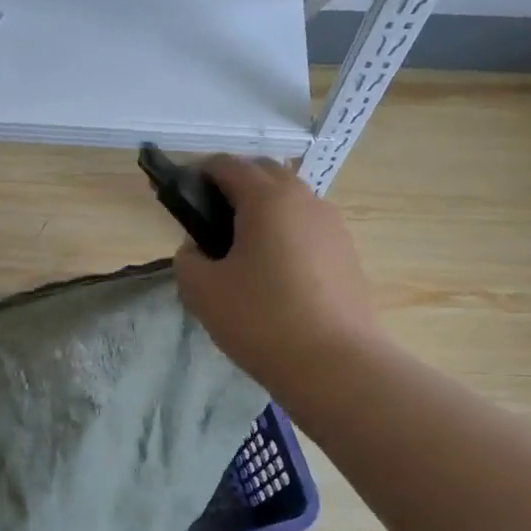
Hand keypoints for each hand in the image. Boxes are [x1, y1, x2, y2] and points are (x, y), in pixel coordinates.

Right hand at [174, 156, 375, 390]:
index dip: (200, 174)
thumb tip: (198, 250)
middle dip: (235, 185)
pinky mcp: (348, 253)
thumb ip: (188, 259)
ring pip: (291, 200)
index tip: (183, 196)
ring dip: (264, 209)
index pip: (227, 165)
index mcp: (266, 198)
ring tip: (243, 249)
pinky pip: (308, 227)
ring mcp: (332, 225)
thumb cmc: (260, 319)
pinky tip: (275, 272)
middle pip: (265, 174)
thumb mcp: (202, 290)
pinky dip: (286, 233)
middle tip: (210, 220)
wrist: (336, 365)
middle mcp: (304, 200)